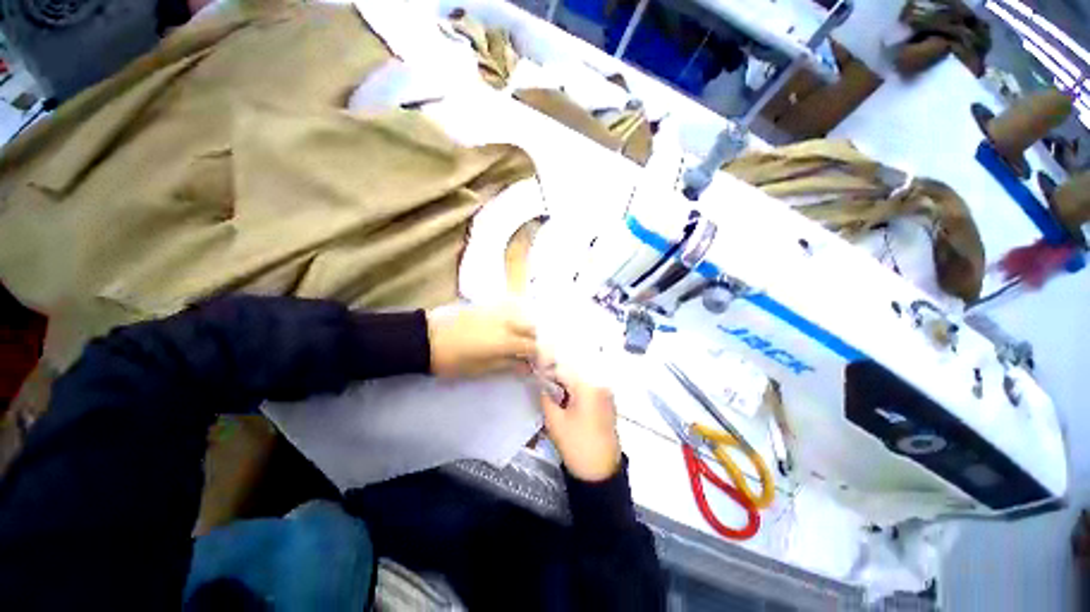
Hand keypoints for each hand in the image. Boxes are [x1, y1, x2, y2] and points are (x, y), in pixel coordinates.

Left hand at [426, 304, 536, 377]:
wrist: (426, 338)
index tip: (537, 362)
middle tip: (529, 350)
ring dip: (527, 326)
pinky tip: (510, 325)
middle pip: (532, 327)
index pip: (532, 345)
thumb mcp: (481, 368)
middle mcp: (507, 322)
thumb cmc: (453, 359)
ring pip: (523, 315)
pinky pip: (510, 308)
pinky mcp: (488, 305)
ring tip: (522, 338)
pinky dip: (516, 317)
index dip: (538, 355)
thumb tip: (526, 367)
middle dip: (535, 339)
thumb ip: (507, 365)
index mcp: (506, 341)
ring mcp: (498, 311)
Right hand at [541, 371, 621, 481]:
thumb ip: (546, 397)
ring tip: (553, 394)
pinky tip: (567, 402)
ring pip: (582, 381)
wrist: (600, 472)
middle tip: (543, 385)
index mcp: (587, 387)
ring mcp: (606, 394)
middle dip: (557, 377)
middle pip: (574, 373)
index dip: (547, 371)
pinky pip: (590, 390)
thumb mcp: (555, 420)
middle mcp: (600, 385)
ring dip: (567, 385)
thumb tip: (541, 385)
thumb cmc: (576, 444)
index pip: (563, 370)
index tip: (536, 375)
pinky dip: (577, 392)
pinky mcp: (608, 404)